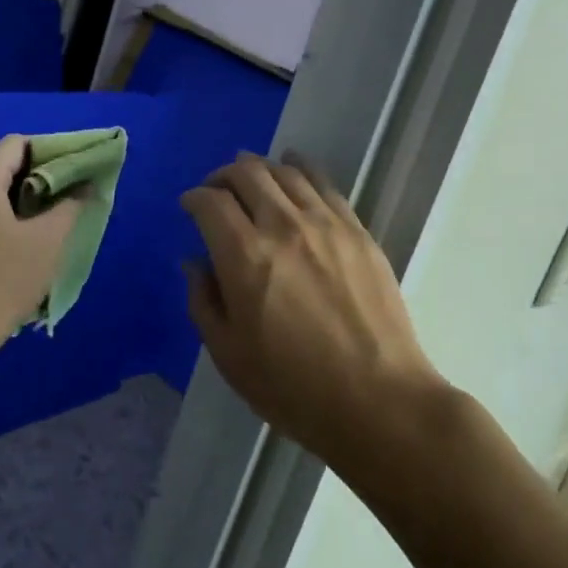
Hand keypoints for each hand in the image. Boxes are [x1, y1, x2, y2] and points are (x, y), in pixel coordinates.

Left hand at [0, 135, 82, 360]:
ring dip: (19, 200)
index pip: (16, 144)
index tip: (73, 170)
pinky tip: (19, 244)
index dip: (48, 150)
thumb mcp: (47, 242)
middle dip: (37, 176)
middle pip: (0, 166)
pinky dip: (1, 218)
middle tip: (66, 196)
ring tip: (47, 221)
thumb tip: (85, 185)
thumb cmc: (3, 280)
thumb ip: (70, 206)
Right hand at [182, 153, 444, 470]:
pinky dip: (301, 168)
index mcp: (245, 256)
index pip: (210, 202)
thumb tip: (196, 263)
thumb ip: (203, 301)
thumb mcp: (229, 355)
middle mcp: (283, 225)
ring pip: (285, 172)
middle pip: (246, 173)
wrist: (378, 400)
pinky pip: (323, 183)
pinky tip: (294, 168)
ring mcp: (324, 223)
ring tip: (251, 178)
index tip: (189, 206)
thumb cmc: (293, 387)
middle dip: (223, 176)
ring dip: (260, 168)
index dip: (193, 198)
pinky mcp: (356, 229)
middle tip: (217, 191)